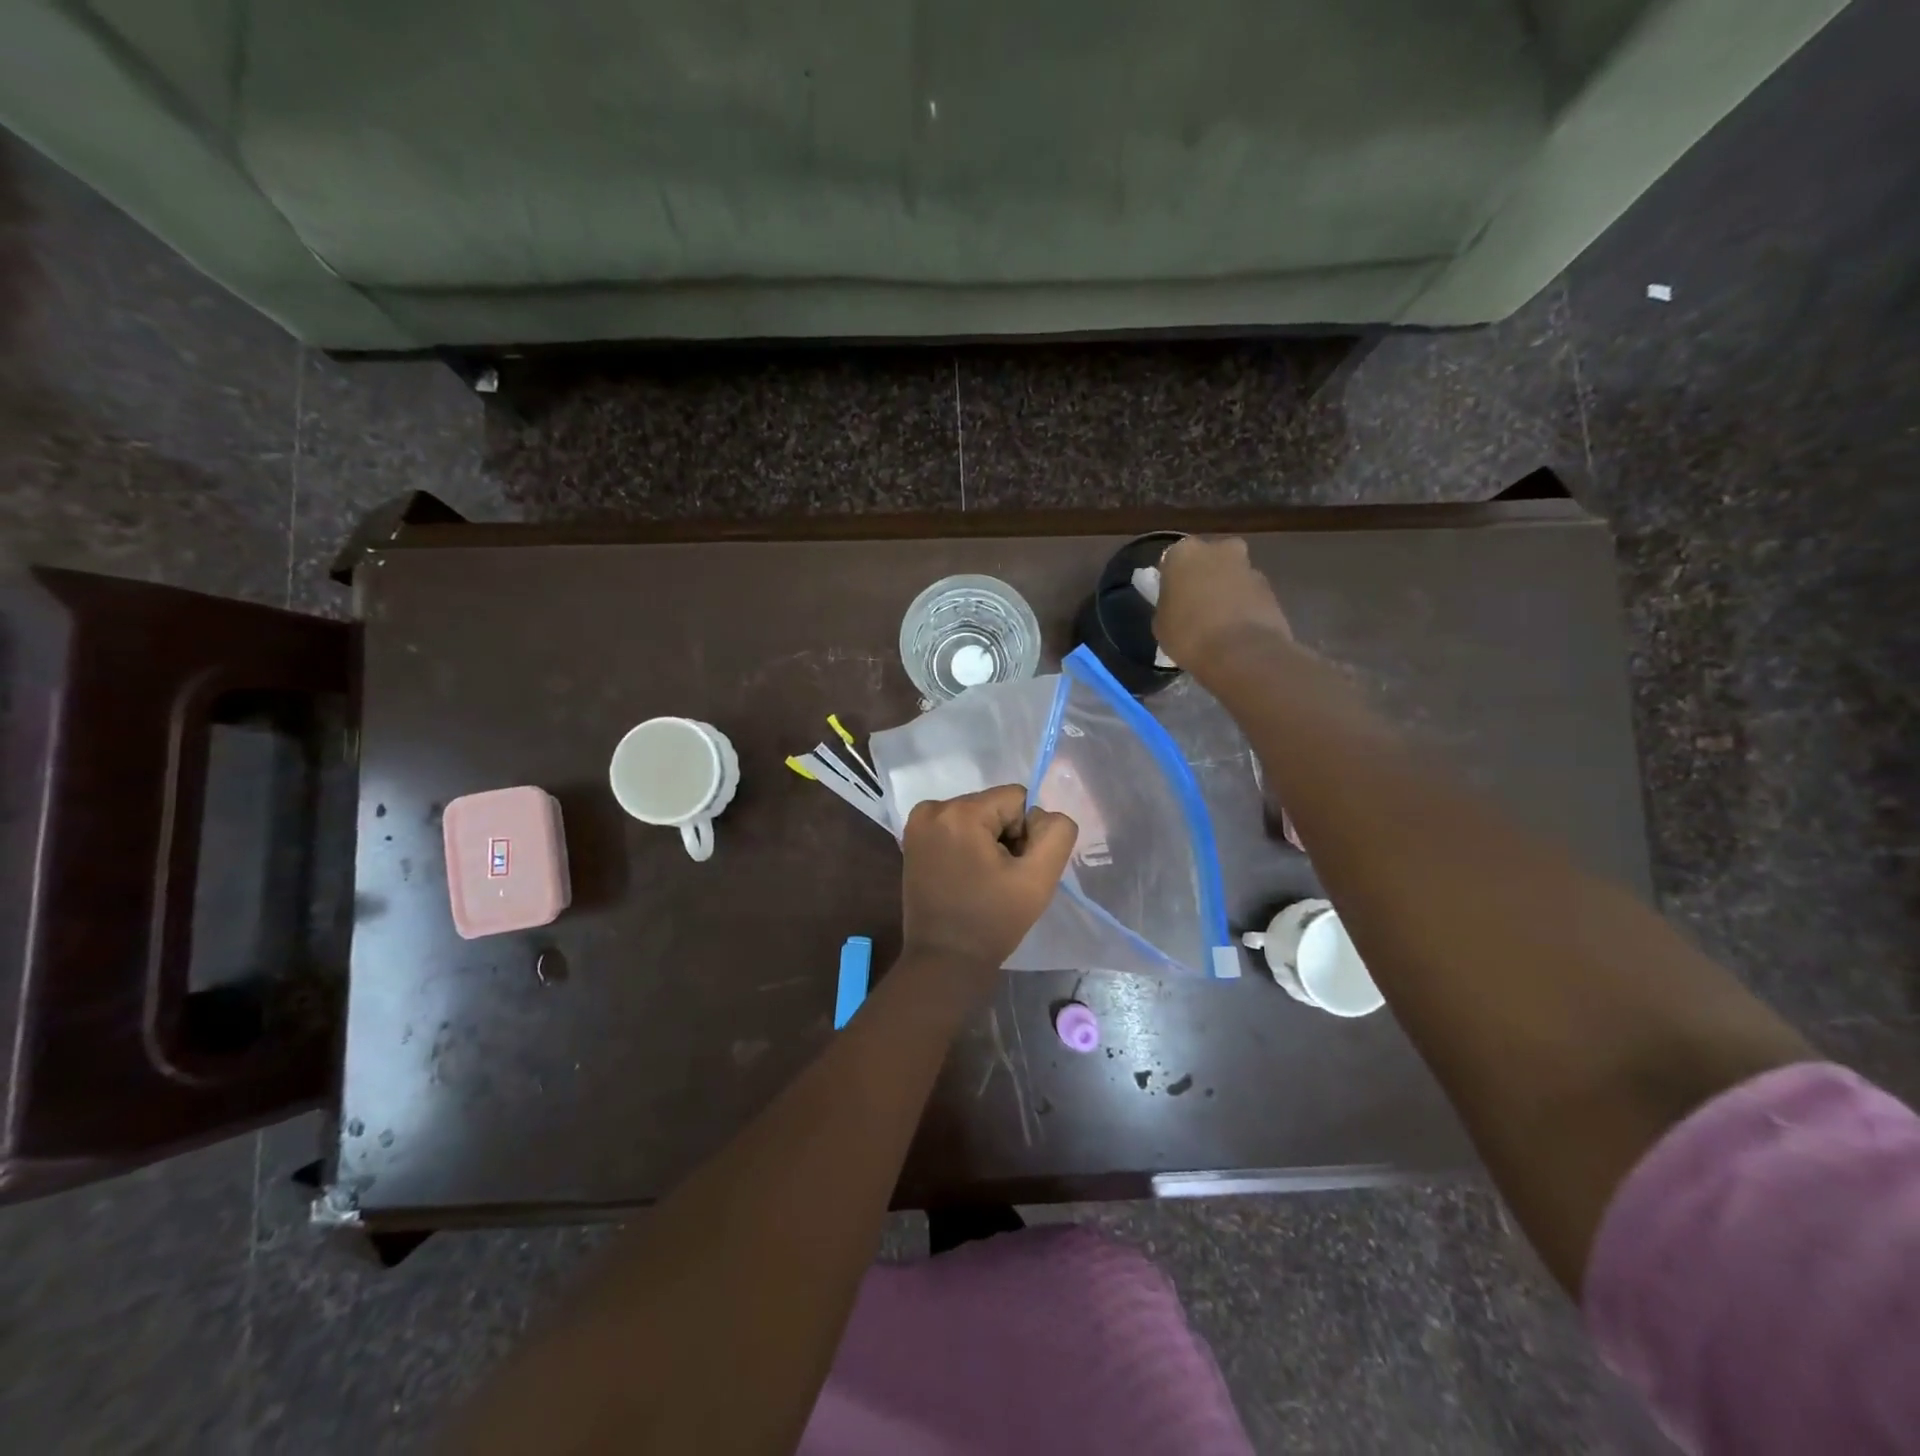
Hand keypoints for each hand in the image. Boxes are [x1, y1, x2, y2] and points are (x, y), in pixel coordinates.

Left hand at [901, 786, 1077, 982]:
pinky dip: (968, 846)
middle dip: (1005, 836)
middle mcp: (932, 808)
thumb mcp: (1039, 878)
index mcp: (960, 812)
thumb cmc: (993, 921)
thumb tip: (1042, 816)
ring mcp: (917, 824)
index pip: (1017, 799)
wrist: (944, 960)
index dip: (1026, 834)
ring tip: (982, 880)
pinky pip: (957, 828)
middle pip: (994, 806)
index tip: (1013, 869)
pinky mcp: (912, 840)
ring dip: (987, 842)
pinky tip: (966, 877)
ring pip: (977, 816)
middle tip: (1000, 878)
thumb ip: (1056, 832)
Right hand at [1154, 536, 1292, 672]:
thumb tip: (1178, 606)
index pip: (1173, 560)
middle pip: (1209, 559)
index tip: (1173, 599)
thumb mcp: (1162, 625)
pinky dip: (1245, 606)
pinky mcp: (1271, 589)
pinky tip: (1238, 631)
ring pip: (1233, 575)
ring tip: (1220, 624)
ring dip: (1227, 591)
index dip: (1173, 580)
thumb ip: (1168, 606)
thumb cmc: (1189, 635)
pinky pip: (1250, 594)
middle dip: (1205, 577)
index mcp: (1184, 554)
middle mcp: (1218, 550)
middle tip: (1197, 606)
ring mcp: (1249, 567)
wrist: (1242, 653)